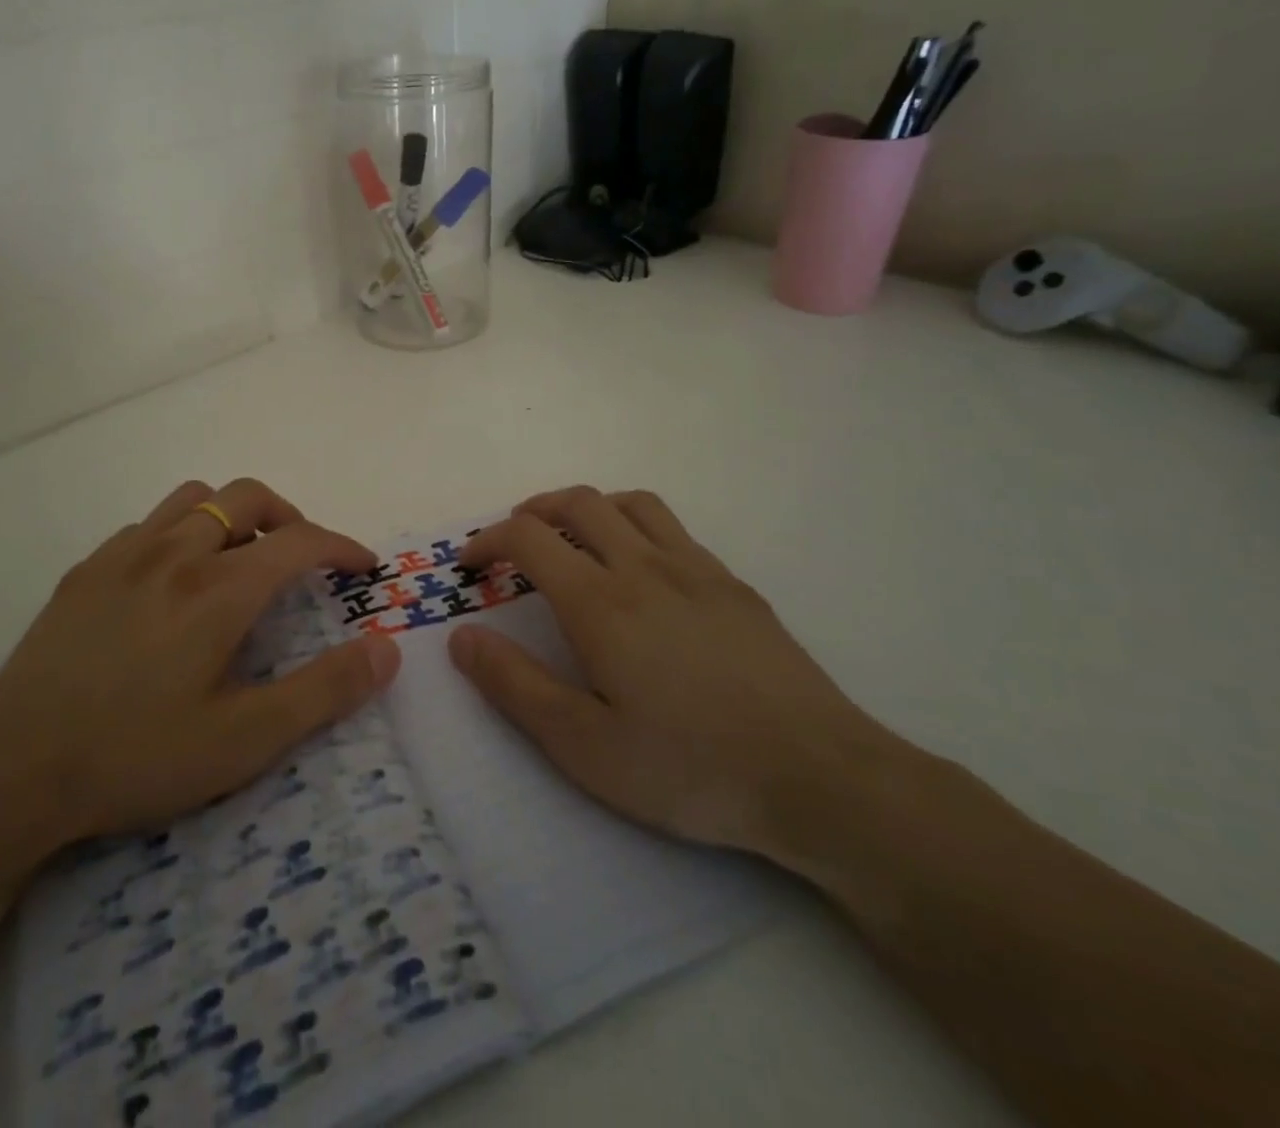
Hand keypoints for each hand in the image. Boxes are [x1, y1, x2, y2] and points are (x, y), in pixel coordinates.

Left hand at [0, 480, 400, 895]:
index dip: (341, 546)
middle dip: (289, 516)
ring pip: (194, 498)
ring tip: (240, 560)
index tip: (362, 566)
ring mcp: (123, 555)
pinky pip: (147, 525)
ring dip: (232, 515)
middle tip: (301, 559)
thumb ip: (324, 691)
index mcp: (218, 590)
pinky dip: (180, 533)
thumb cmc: (135, 757)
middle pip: (247, 497)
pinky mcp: (85, 571)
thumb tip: (387, 647)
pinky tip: (171, 582)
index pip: (299, 541)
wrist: (7, 773)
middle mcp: (174, 553)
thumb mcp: (244, 741)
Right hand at [448, 487, 895, 861]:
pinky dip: (636, 527)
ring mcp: (696, 569)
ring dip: (589, 508)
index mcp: (601, 601)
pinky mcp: (734, 586)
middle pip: (579, 502)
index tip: (471, 564)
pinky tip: (642, 572)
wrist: (818, 778)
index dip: (489, 539)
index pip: (529, 537)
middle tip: (514, 540)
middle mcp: (644, 566)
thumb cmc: (689, 767)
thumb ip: (514, 685)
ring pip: (631, 503)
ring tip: (573, 539)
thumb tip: (461, 637)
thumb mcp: (583, 745)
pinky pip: (673, 529)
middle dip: (534, 509)